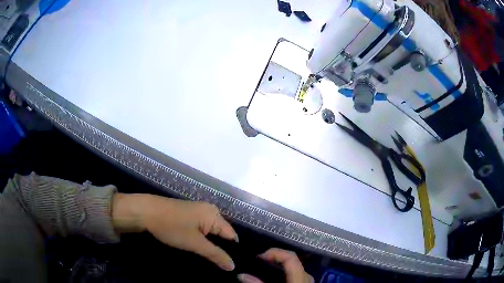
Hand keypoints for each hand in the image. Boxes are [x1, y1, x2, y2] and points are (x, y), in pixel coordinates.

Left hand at [112, 194, 237, 270]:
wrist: (146, 212)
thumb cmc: (171, 227)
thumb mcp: (194, 243)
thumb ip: (215, 254)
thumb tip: (233, 266)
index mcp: (214, 214)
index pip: (232, 236)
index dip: (233, 252)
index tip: (231, 267)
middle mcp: (210, 211)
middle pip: (222, 235)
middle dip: (221, 250)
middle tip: (221, 267)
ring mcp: (199, 212)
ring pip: (212, 233)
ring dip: (211, 246)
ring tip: (212, 261)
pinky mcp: (190, 215)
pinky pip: (203, 230)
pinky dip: (203, 240)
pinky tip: (200, 250)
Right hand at [238, 248, 313, 282]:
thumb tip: (241, 275)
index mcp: (300, 277)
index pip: (290, 257)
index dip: (274, 252)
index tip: (258, 256)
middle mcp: (306, 276)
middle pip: (293, 261)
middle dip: (275, 259)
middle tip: (258, 263)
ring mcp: (307, 281)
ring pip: (295, 268)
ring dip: (279, 266)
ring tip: (264, 269)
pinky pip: (295, 275)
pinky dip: (284, 273)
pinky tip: (273, 278)